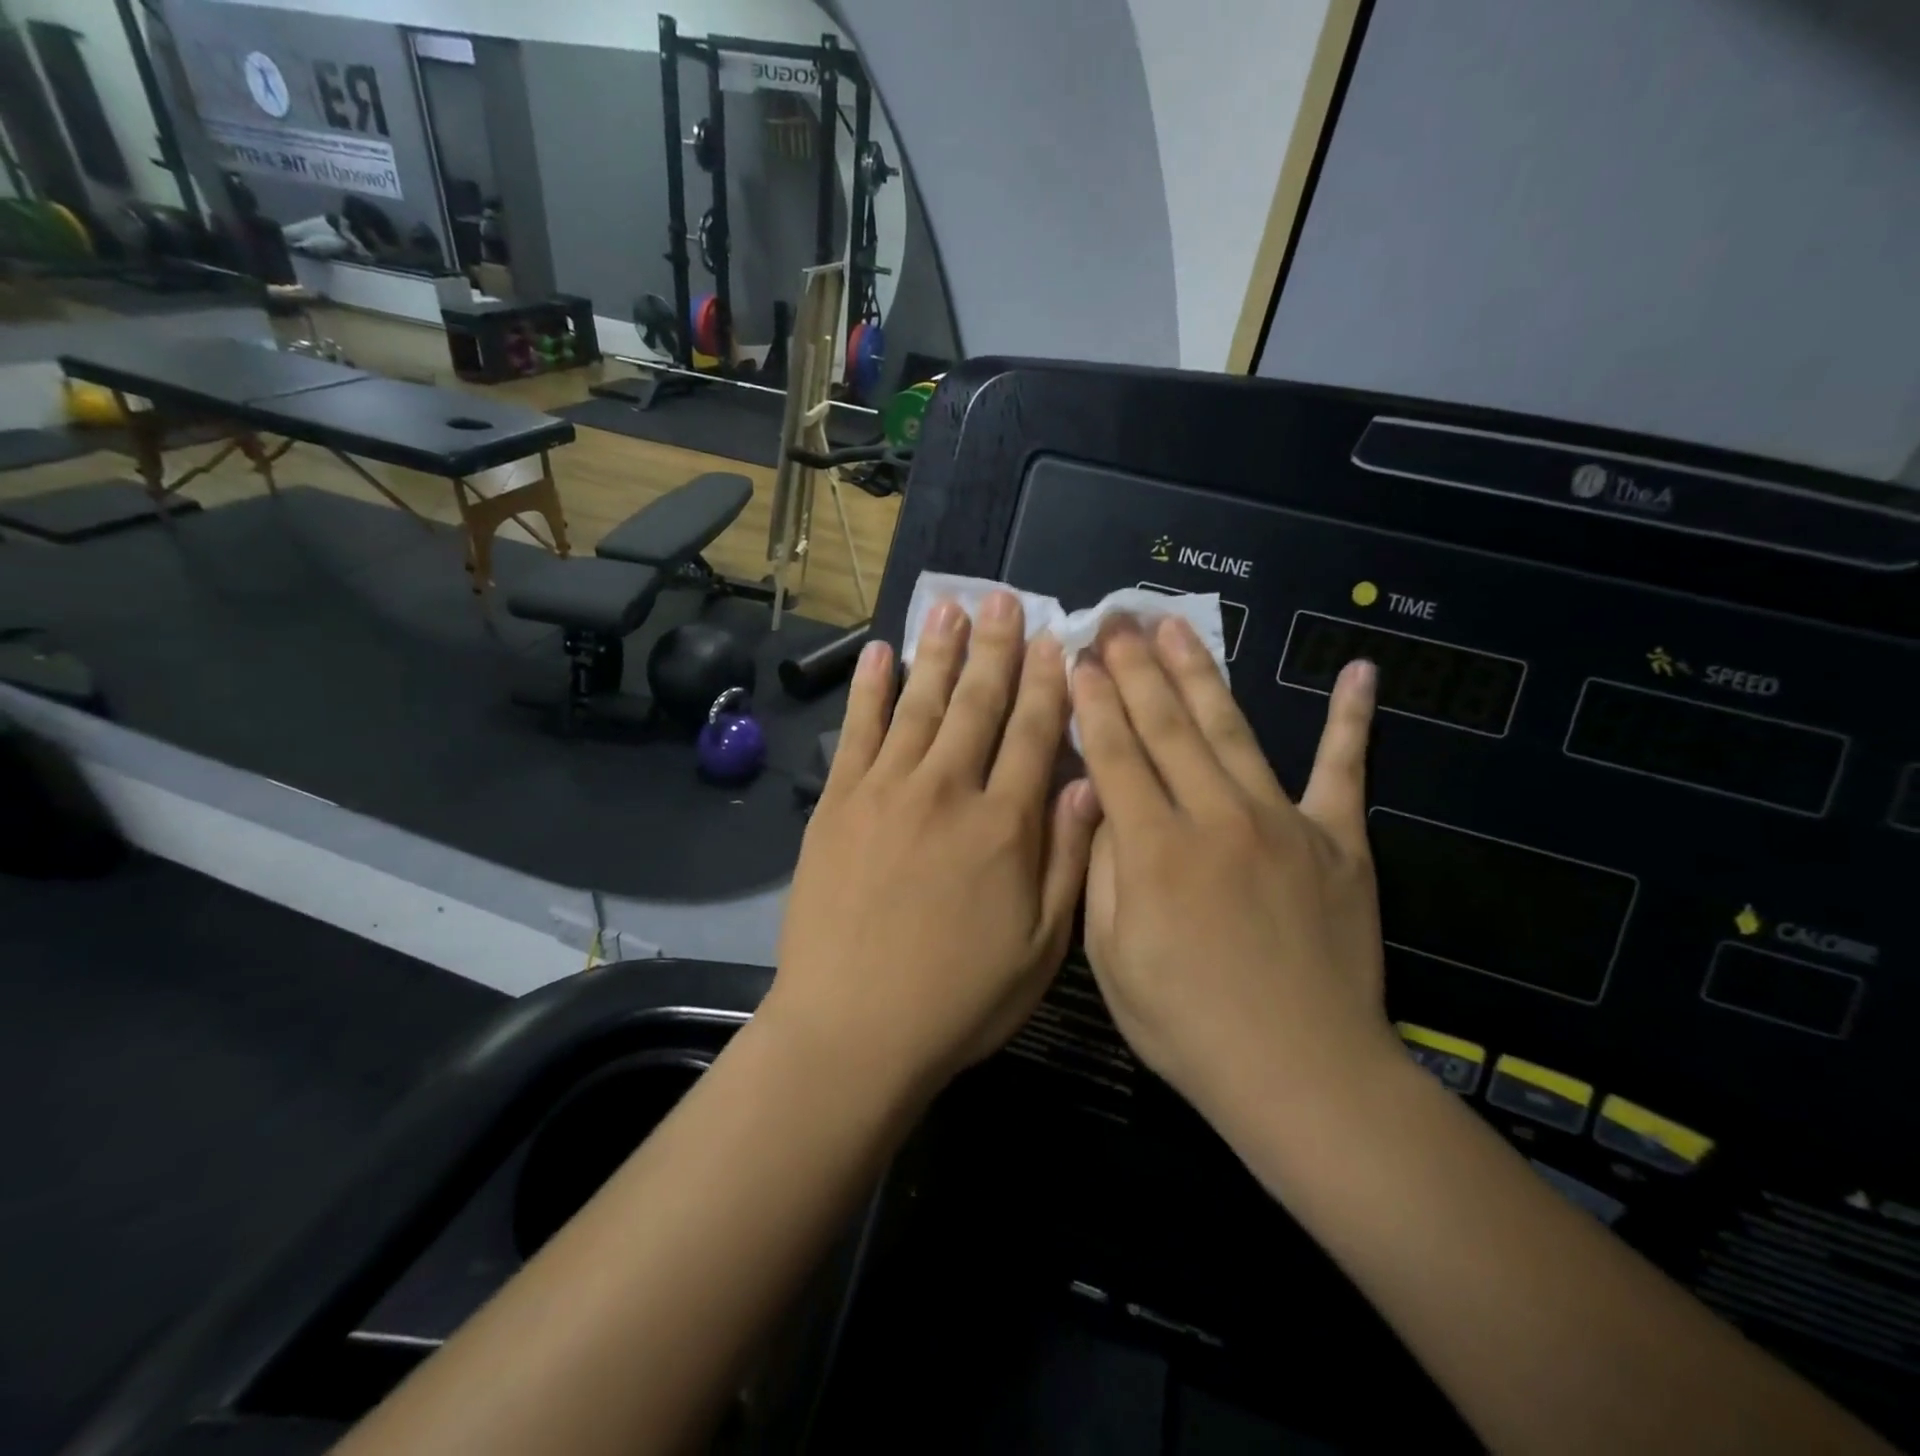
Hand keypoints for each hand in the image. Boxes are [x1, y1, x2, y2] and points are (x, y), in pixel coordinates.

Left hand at [768, 592, 1099, 1095]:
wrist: (852, 1030)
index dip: (1048, 682)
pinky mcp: (837, 804)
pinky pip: (857, 732)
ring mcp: (885, 791)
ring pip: (920, 704)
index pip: (1034, 732)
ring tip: (950, 607)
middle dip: (996, 647)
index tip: (1056, 638)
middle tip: (1004, 598)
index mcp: (1004, 824)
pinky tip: (878, 654)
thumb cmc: (958, 998)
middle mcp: (947, 790)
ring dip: (938, 652)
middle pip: (978, 703)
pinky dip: (868, 689)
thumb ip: (1067, 856)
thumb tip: (1086, 779)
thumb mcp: (1041, 946)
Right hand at [1073, 616, 1400, 1131]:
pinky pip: (1345, 771)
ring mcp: (1283, 822)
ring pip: (1232, 730)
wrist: (1302, 1073)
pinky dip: (1352, 721)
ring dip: (1200, 673)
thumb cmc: (1187, 1023)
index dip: (1093, 700)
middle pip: (1167, 726)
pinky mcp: (1339, 842)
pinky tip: (1359, 673)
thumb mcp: (1111, 957)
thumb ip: (1103, 868)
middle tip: (1116, 619)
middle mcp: (1216, 817)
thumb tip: (1101, 800)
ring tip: (1175, 627)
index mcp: (1154, 849)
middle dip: (1135, 667)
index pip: (1115, 753)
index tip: (1078, 656)